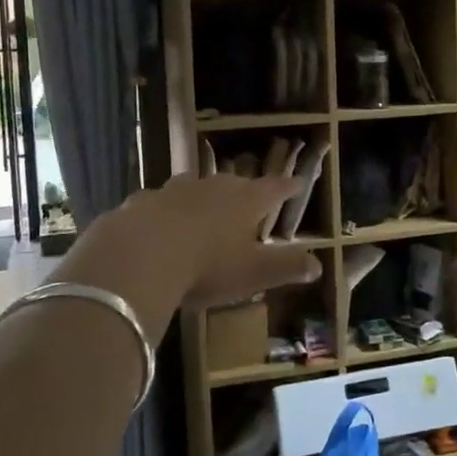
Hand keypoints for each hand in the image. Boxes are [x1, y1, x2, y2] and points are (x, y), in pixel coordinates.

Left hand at [57, 173, 321, 325]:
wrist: (138, 256)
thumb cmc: (206, 266)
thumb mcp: (254, 273)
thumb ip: (286, 266)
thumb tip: (318, 265)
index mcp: (244, 202)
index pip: (273, 189)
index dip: (286, 187)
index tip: (297, 182)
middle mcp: (211, 188)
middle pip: (233, 184)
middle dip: (243, 189)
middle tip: (249, 194)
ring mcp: (172, 191)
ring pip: (194, 186)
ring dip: (202, 193)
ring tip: (205, 202)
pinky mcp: (140, 203)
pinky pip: (158, 202)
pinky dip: (164, 209)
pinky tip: (158, 221)